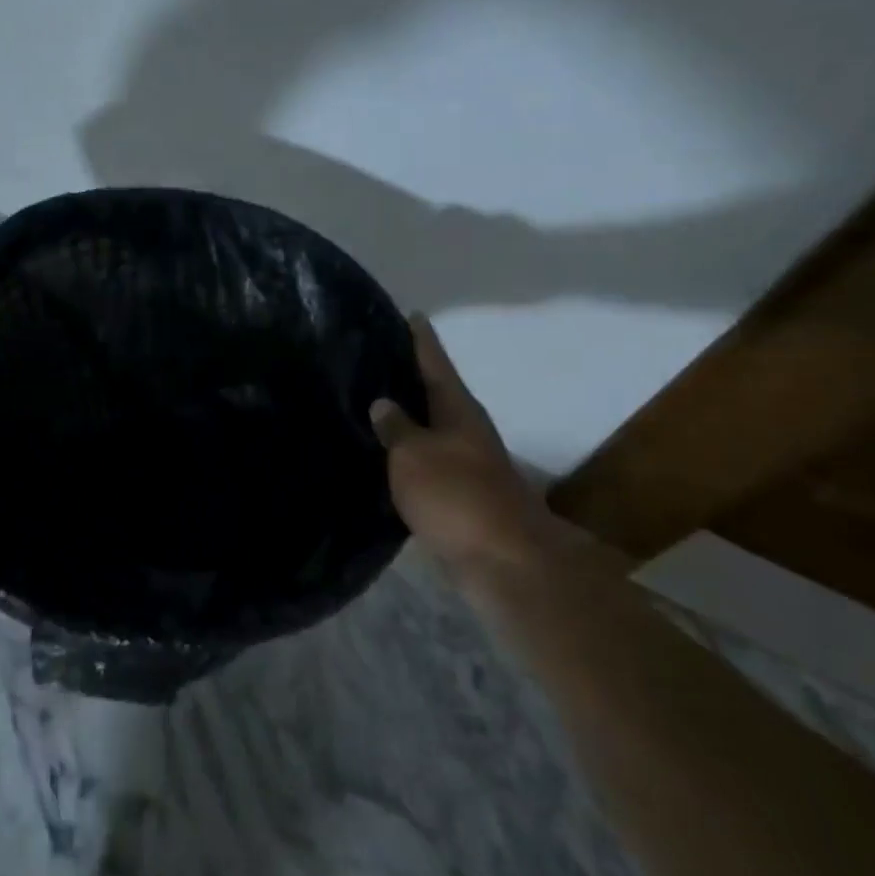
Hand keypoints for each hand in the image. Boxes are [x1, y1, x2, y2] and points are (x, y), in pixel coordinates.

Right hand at [371, 314, 549, 569]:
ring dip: (408, 416)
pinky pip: (427, 460)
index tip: (412, 314)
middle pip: (437, 393)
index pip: (436, 362)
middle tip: (374, 359)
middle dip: (410, 377)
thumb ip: (396, 427)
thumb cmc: (456, 496)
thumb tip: (383, 403)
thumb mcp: (414, 455)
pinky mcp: (460, 495)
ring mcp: (467, 463)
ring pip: (431, 428)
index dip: (422, 339)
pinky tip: (385, 454)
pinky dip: (407, 452)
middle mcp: (466, 429)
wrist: (503, 561)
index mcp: (458, 409)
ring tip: (371, 403)